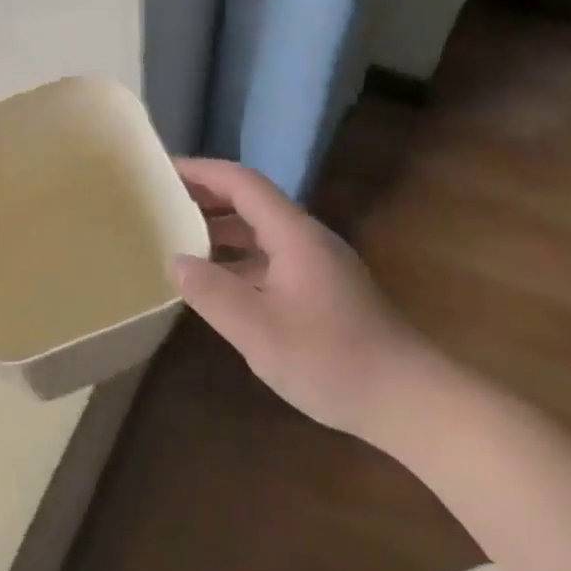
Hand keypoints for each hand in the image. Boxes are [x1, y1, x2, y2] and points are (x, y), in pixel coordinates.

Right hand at [173, 158, 419, 437]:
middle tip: (161, 203)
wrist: (409, 400)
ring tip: (178, 239)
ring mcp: (318, 265)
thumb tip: (176, 260)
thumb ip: (212, 292)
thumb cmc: (331, 359)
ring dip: (221, 231)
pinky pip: (270, 259)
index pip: (242, 183)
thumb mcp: (258, 329)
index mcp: (293, 235)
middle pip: (251, 203)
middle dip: (206, 198)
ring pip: (261, 233)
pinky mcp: (323, 291)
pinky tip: (218, 284)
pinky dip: (238, 260)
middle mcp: (307, 239)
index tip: (163, 169)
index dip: (201, 171)